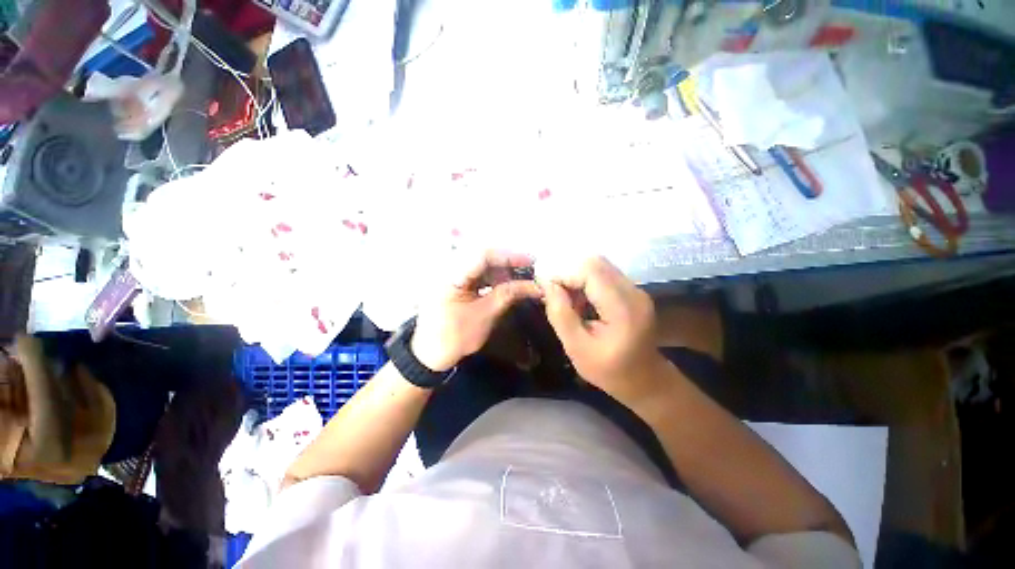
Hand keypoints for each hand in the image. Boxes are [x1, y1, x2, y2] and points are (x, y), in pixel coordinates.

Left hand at [411, 250, 542, 371]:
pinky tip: (505, 284)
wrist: (431, 355)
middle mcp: (447, 269)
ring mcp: (449, 275)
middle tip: (528, 268)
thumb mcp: (485, 315)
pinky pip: (476, 273)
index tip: (530, 260)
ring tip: (519, 279)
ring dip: (501, 270)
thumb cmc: (456, 337)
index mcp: (450, 276)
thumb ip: (508, 295)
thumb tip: (534, 286)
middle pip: (482, 256)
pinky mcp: (453, 282)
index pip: (482, 254)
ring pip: (480, 264)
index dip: (508, 255)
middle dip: (506, 263)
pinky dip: (492, 278)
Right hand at [542, 256, 666, 402]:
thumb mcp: (577, 349)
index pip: (590, 271)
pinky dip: (586, 282)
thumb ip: (560, 315)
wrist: (645, 381)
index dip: (563, 273)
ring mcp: (636, 289)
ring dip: (577, 277)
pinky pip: (604, 274)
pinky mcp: (633, 291)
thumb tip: (547, 285)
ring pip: (599, 266)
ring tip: (566, 299)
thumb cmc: (609, 371)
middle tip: (554, 293)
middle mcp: (633, 292)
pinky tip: (580, 301)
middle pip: (595, 262)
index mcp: (623, 308)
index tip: (544, 287)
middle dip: (568, 273)